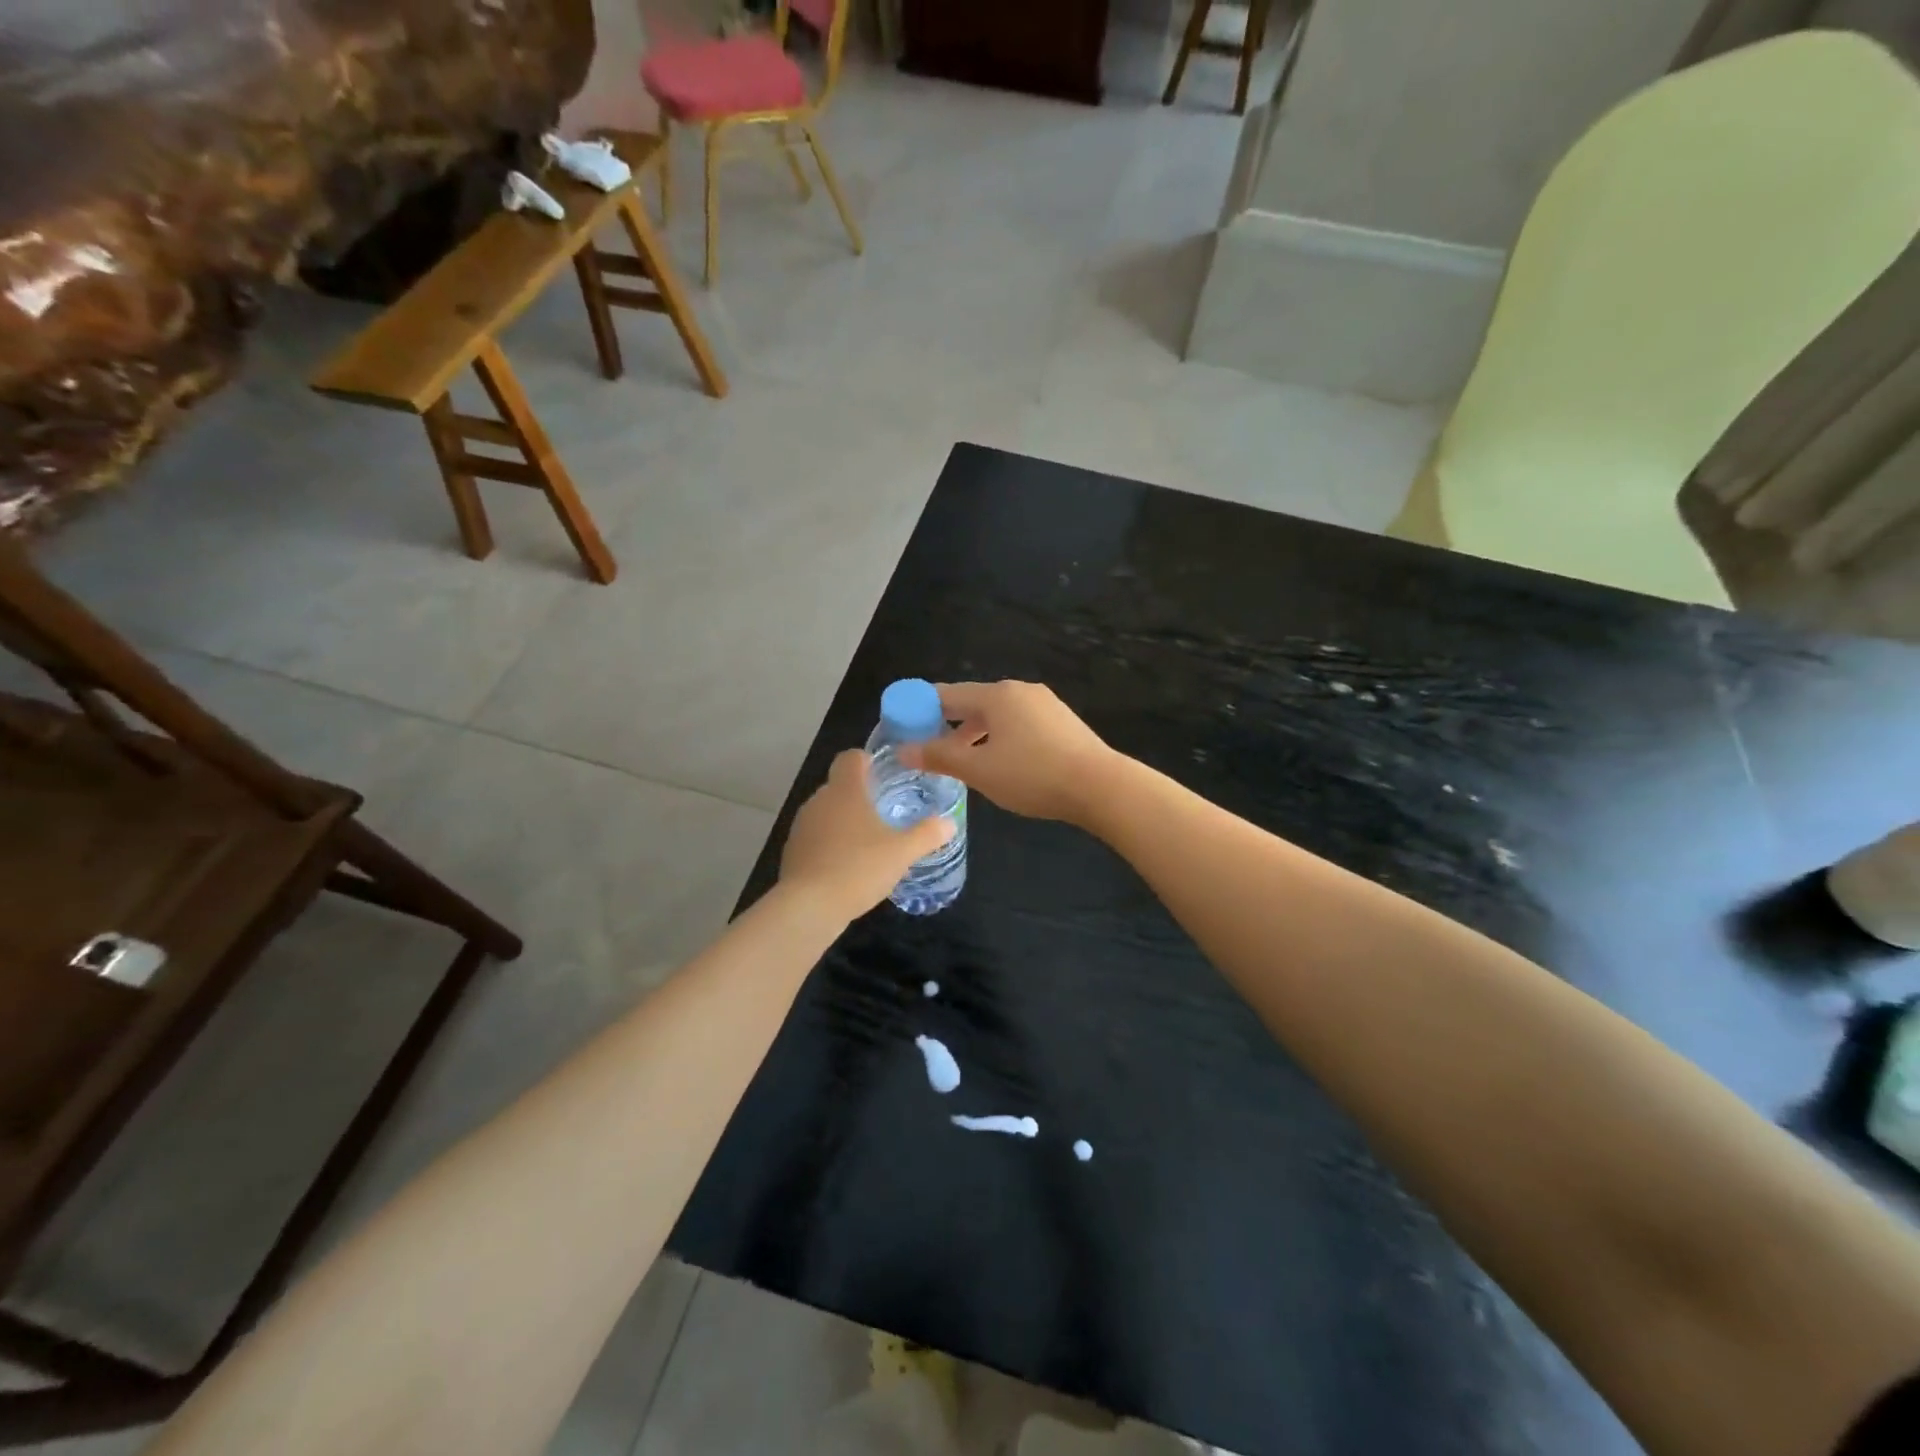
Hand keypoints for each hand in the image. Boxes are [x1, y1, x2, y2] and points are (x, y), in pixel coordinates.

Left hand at [780, 749, 953, 918]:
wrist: (808, 907)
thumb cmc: (858, 868)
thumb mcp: (902, 852)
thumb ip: (927, 834)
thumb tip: (949, 823)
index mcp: (845, 790)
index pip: (850, 758)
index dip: (867, 761)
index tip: (884, 775)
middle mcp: (819, 800)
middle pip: (840, 786)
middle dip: (861, 796)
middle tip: (886, 814)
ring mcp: (802, 826)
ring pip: (827, 813)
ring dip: (845, 822)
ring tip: (869, 844)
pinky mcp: (792, 852)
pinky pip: (816, 838)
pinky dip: (831, 845)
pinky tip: (848, 868)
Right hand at [899, 681, 1117, 826]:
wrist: (1100, 786)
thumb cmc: (1033, 775)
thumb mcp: (979, 770)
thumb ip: (940, 757)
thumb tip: (904, 750)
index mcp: (996, 695)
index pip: (946, 694)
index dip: (920, 709)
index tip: (903, 728)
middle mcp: (1020, 691)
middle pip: (972, 703)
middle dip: (948, 725)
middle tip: (929, 749)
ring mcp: (1045, 704)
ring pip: (997, 715)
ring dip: (975, 734)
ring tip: (962, 761)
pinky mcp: (1061, 722)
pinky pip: (1018, 724)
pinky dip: (1000, 738)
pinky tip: (1000, 763)